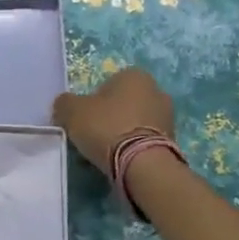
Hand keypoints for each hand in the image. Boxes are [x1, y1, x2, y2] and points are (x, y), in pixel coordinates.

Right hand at [53, 67, 175, 173]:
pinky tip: (120, 162)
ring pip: (135, 122)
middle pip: (123, 103)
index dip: (93, 100)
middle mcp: (156, 90)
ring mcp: (168, 117)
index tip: (84, 118)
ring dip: (122, 133)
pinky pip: (144, 141)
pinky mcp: (172, 141)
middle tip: (93, 135)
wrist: (142, 164)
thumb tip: (65, 105)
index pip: (108, 82)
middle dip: (110, 117)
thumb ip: (65, 103)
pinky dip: (133, 148)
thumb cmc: (106, 127)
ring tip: (105, 153)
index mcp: (135, 75)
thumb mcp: (72, 111)